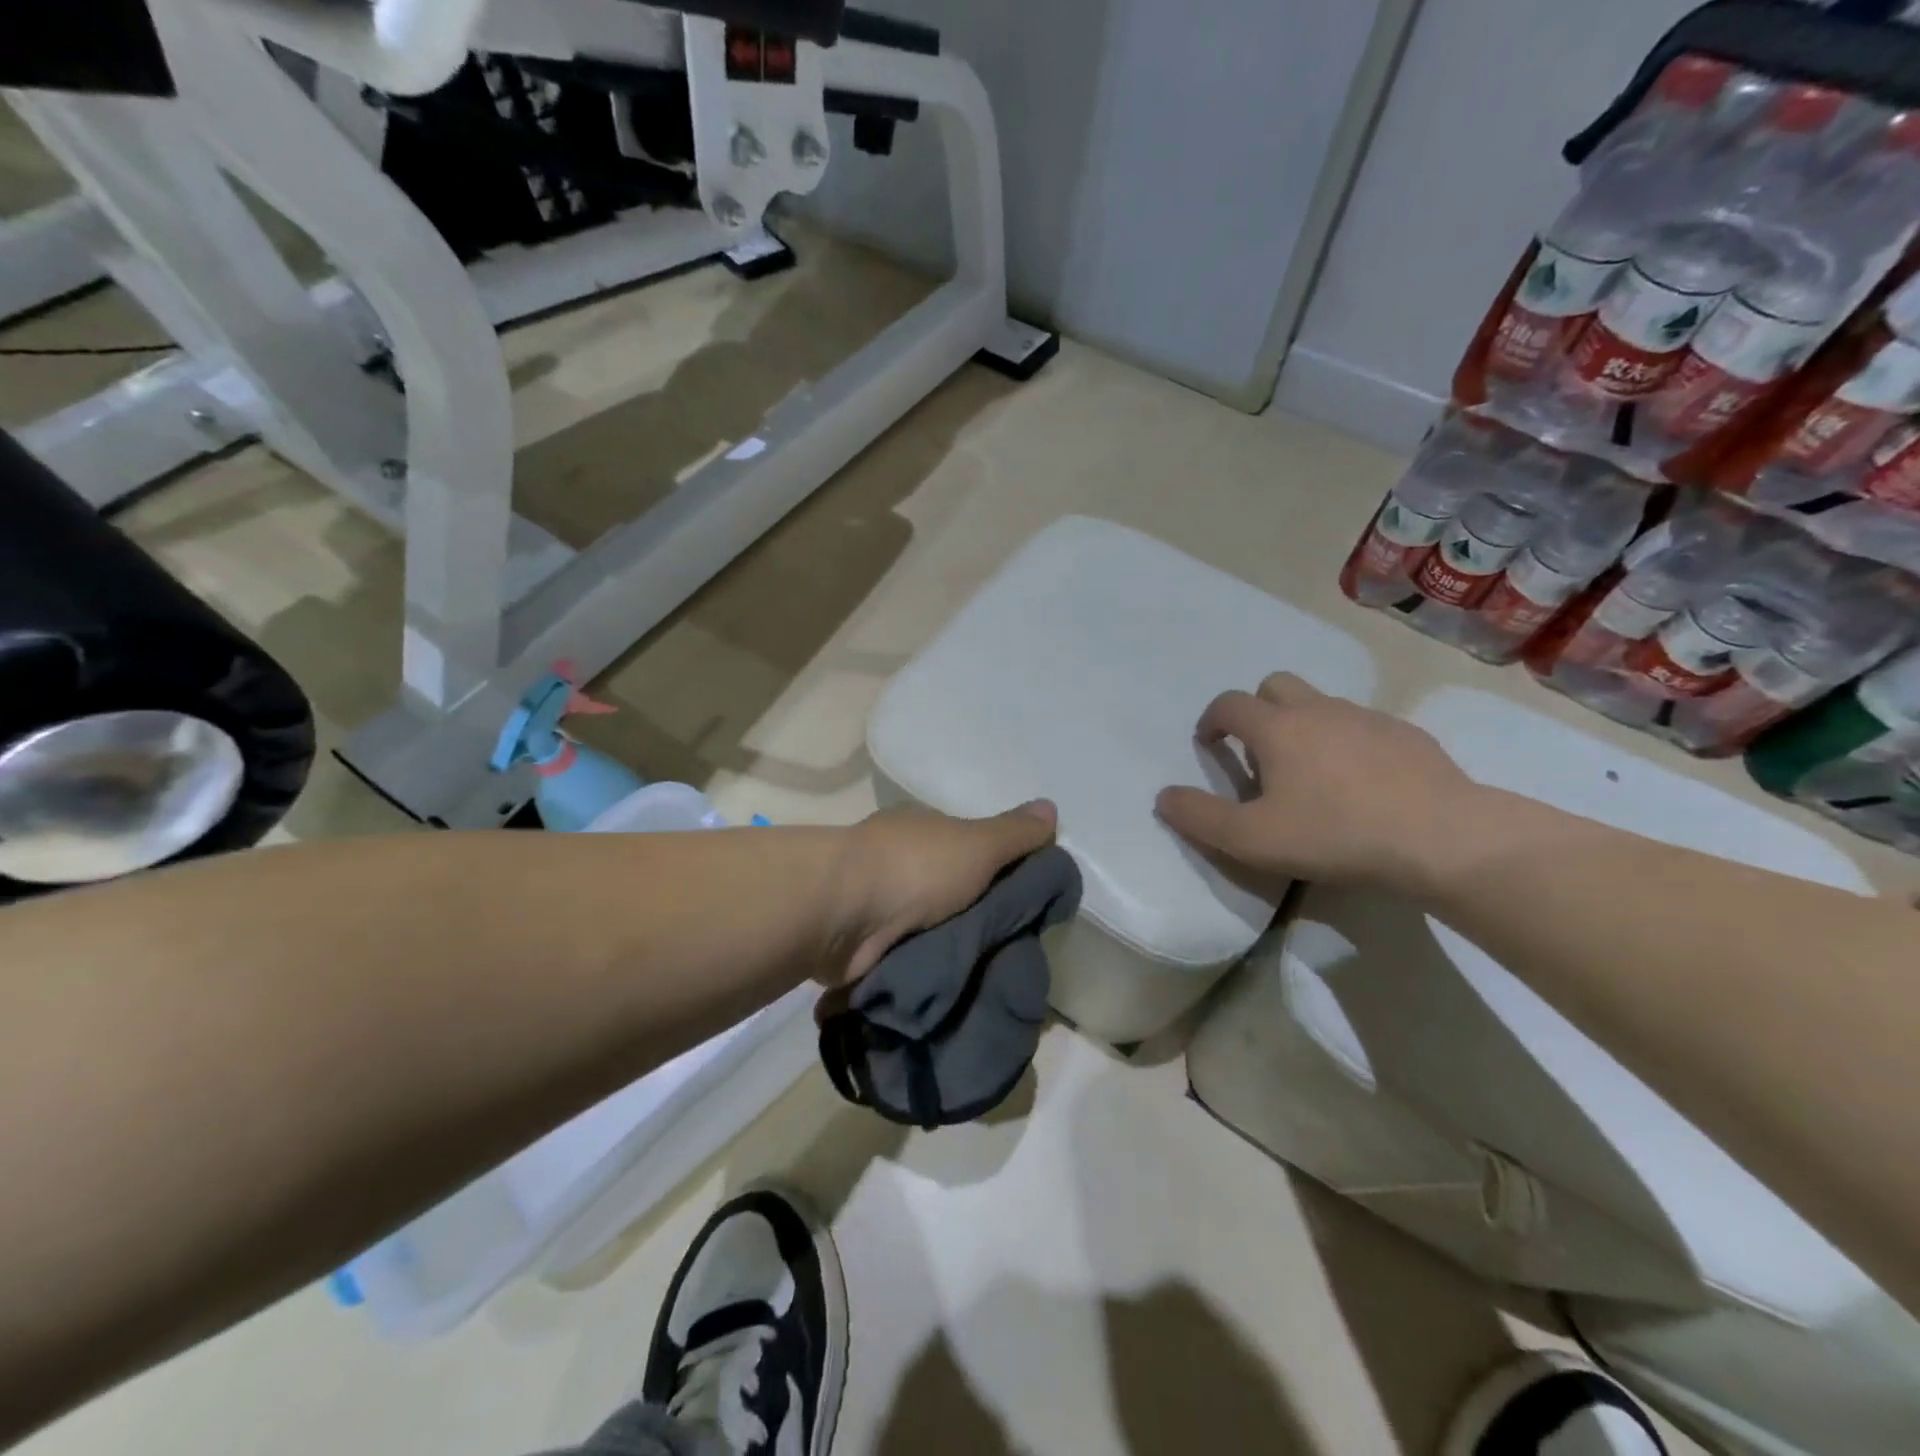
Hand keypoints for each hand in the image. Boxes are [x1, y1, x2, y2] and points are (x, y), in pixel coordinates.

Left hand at [830, 800, 1057, 985]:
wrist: (840, 914)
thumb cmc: (915, 868)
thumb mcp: (978, 845)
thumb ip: (1014, 833)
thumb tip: (1051, 807)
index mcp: (920, 830)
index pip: (966, 846)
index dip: (993, 868)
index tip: (1021, 901)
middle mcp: (895, 860)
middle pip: (944, 887)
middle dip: (970, 912)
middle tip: (1009, 948)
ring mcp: (872, 901)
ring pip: (922, 923)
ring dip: (943, 943)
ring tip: (982, 977)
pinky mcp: (858, 941)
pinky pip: (901, 953)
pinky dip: (918, 965)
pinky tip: (943, 986)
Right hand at [1155, 673, 1479, 893]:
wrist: (1441, 837)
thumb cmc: (1334, 834)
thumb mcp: (1251, 839)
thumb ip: (1199, 817)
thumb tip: (1163, 796)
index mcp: (1276, 728)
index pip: (1229, 704)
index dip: (1211, 721)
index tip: (1209, 745)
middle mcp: (1318, 710)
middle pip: (1275, 686)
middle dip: (1257, 709)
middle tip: (1258, 752)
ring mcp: (1367, 718)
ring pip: (1322, 703)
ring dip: (1303, 724)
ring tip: (1309, 772)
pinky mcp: (1408, 735)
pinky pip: (1363, 725)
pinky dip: (1348, 741)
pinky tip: (1361, 783)